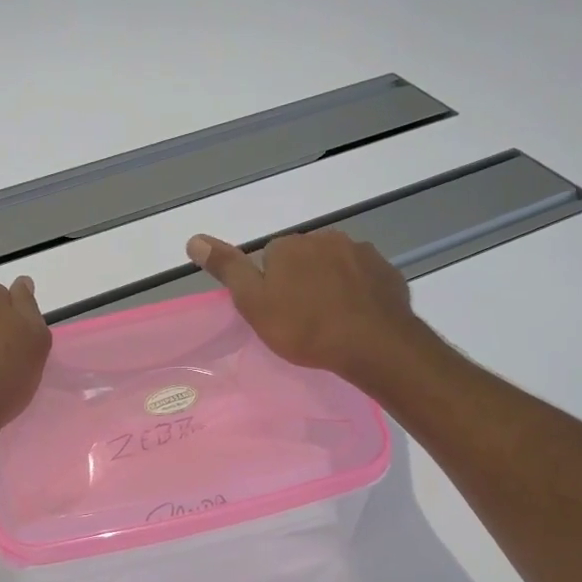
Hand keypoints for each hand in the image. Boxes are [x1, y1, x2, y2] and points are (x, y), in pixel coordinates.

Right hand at [187, 230, 428, 383]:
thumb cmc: (304, 327)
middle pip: (305, 257)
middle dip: (302, 280)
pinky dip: (359, 292)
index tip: (278, 311)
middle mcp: (325, 238)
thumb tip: (194, 239)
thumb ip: (227, 269)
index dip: (271, 285)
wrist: (372, 344)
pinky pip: (364, 278)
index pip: (271, 257)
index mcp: (289, 245)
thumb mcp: (254, 303)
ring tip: (332, 320)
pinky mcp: (387, 271)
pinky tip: (358, 317)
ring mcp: (361, 252)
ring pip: (336, 265)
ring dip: (332, 284)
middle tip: (303, 319)